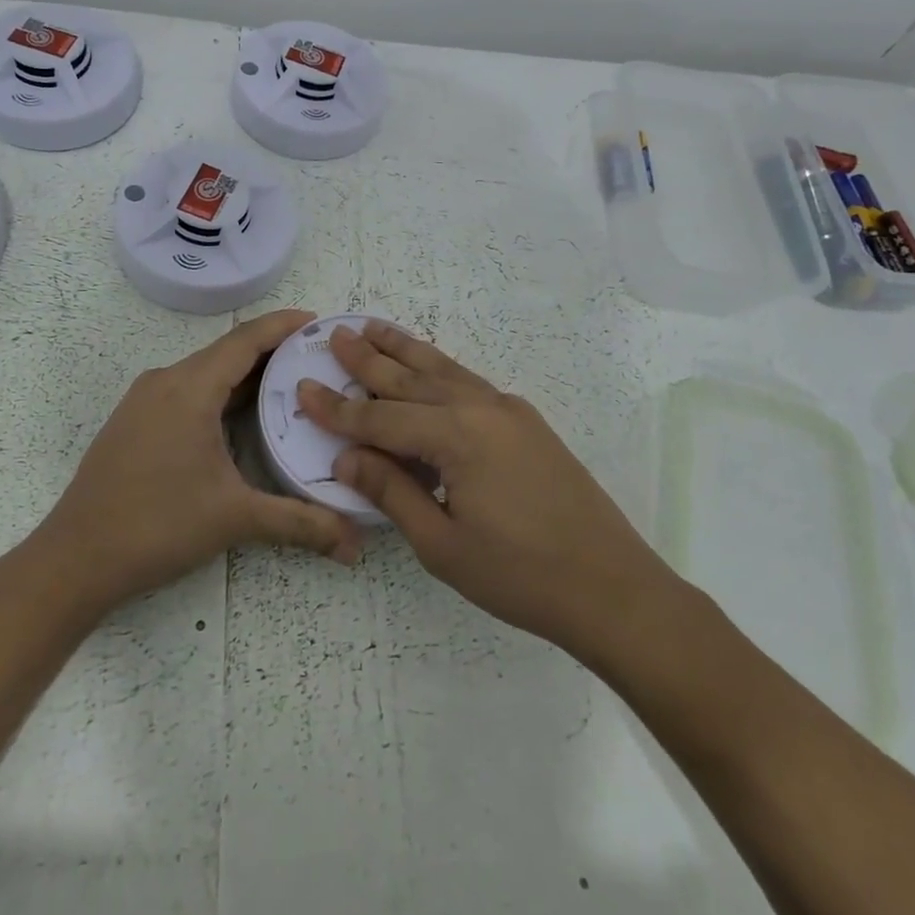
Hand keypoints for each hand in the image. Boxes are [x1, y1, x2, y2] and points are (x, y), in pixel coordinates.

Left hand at [34, 309, 362, 615]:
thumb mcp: (235, 518)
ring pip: (204, 372)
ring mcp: (143, 400)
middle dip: (271, 351)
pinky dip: (219, 392)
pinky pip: (186, 390)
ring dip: (244, 374)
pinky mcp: (133, 421)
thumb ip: (300, 523)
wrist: (74, 560)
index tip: (318, 321)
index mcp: (190, 389)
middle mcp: (165, 382)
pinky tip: (239, 416)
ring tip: (288, 385)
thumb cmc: (157, 525)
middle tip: (315, 360)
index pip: (245, 340)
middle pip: (226, 353)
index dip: (283, 326)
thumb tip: (357, 545)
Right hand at [296, 322, 672, 662]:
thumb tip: (348, 456)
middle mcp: (481, 408)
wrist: (611, 585)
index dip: (338, 409)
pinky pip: (469, 383)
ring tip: (375, 328)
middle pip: (411, 378)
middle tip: (337, 335)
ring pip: (444, 370)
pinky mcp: (527, 422)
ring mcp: (509, 411)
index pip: (381, 418)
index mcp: (456, 436)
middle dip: (370, 359)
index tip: (303, 388)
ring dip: (406, 350)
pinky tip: (429, 368)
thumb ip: (392, 492)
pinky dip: (439, 369)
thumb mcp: (442, 544)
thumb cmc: (520, 575)